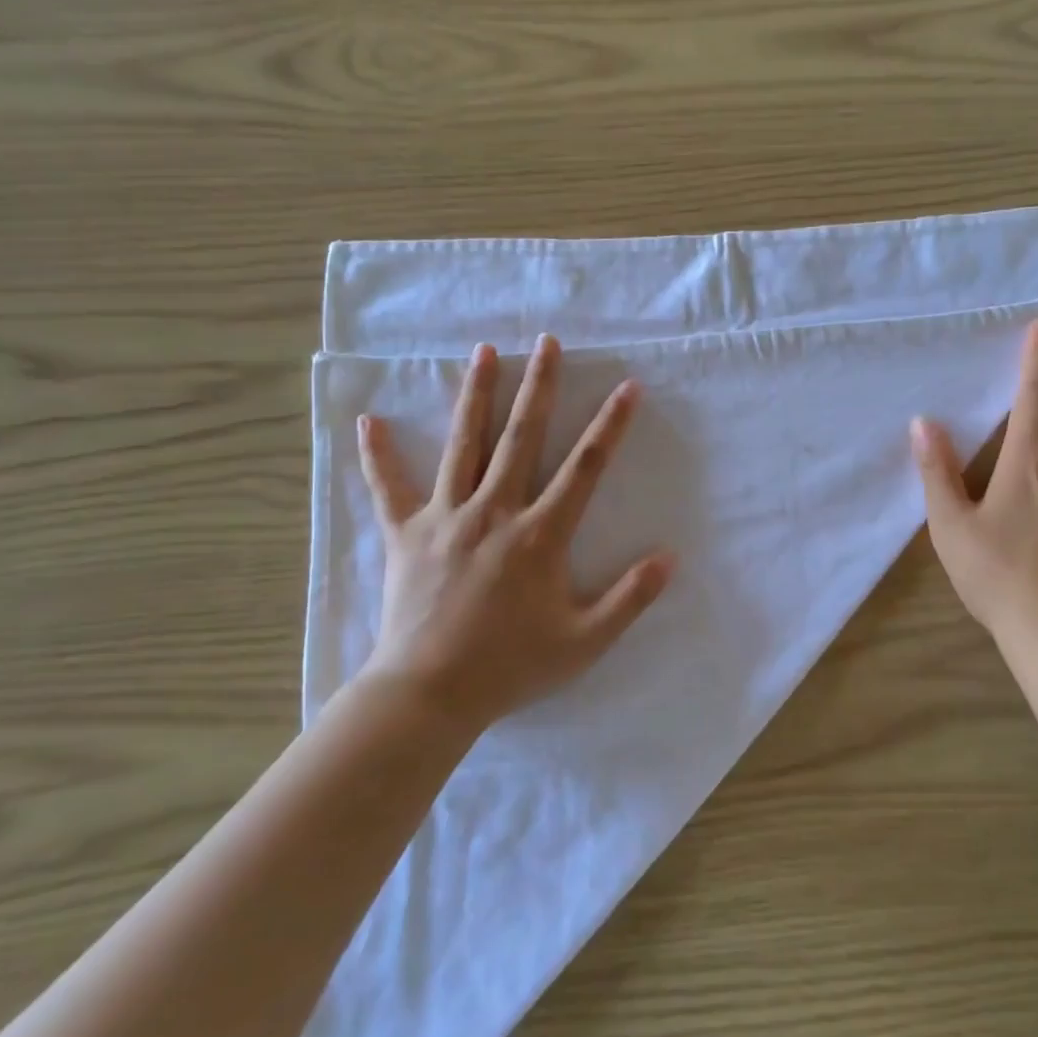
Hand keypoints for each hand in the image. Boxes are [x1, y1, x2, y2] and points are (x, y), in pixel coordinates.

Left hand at [355, 336, 673, 736]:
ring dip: (475, 395)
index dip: (610, 425)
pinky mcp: (407, 534)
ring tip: (483, 352)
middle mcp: (495, 511)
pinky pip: (389, 488)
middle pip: (520, 437)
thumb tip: (670, 558)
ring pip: (463, 445)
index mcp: (540, 534)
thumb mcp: (584, 641)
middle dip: (539, 386)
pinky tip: (368, 421)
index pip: (585, 467)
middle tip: (547, 342)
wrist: (429, 695)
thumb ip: (630, 598)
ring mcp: (446, 518)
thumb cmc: (511, 666)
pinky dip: (378, 455)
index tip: (628, 387)